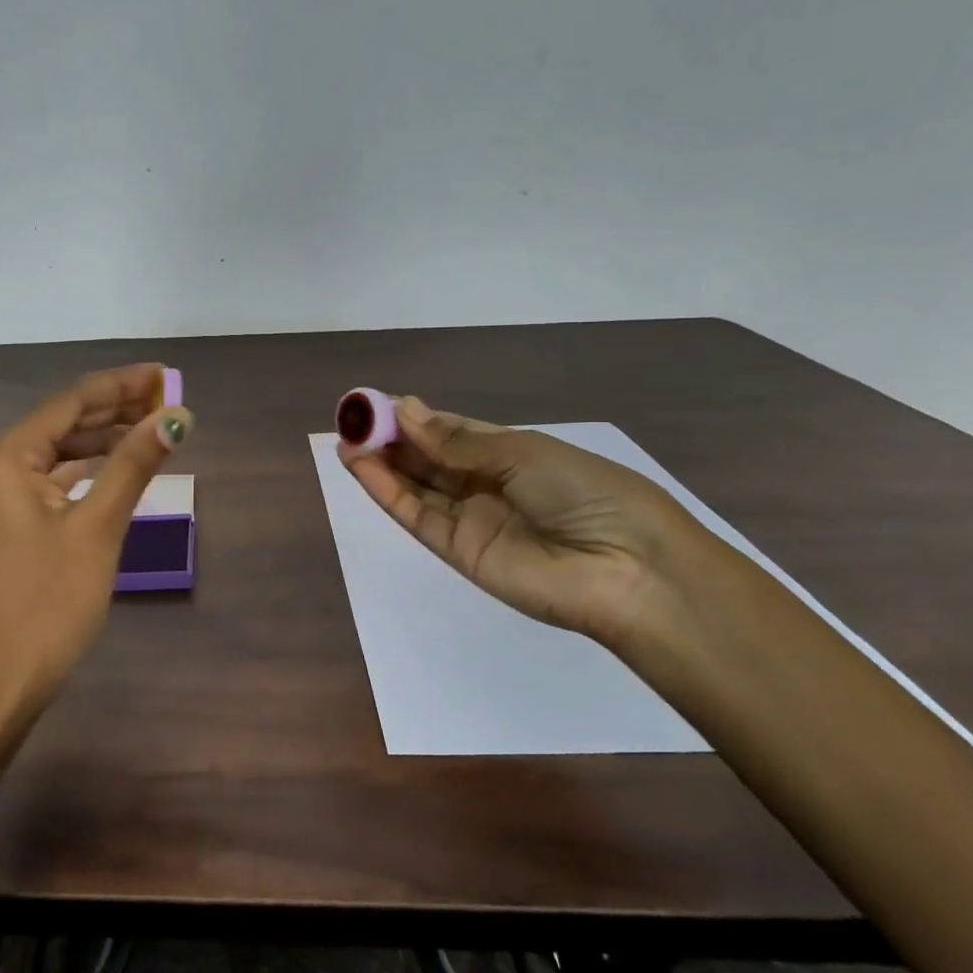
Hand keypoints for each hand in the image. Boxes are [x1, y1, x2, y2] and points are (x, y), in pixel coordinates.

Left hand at [0, 364, 192, 711]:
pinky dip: (81, 475)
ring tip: (148, 430)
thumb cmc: (49, 603)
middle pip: (60, 425)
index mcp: (5, 459)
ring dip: (99, 442)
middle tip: (165, 401)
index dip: (120, 386)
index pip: (71, 403)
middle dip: (113, 411)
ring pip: (53, 456)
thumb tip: (176, 416)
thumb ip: (135, 464)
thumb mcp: (98, 527)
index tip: (163, 374)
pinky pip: (45, 484)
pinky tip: (112, 472)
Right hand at [342, 397, 716, 651]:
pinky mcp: (456, 550)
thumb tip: (406, 409)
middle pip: (428, 458)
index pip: (451, 431)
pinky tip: (360, 466)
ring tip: (346, 437)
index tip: (378, 403)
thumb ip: (456, 442)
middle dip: (391, 437)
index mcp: (511, 453)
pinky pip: (415, 515)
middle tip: (352, 418)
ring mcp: (470, 519)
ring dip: (380, 462)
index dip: (415, 417)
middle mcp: (486, 484)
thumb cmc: (585, 492)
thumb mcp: (521, 452)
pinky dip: (386, 491)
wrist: (626, 569)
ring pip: (416, 485)